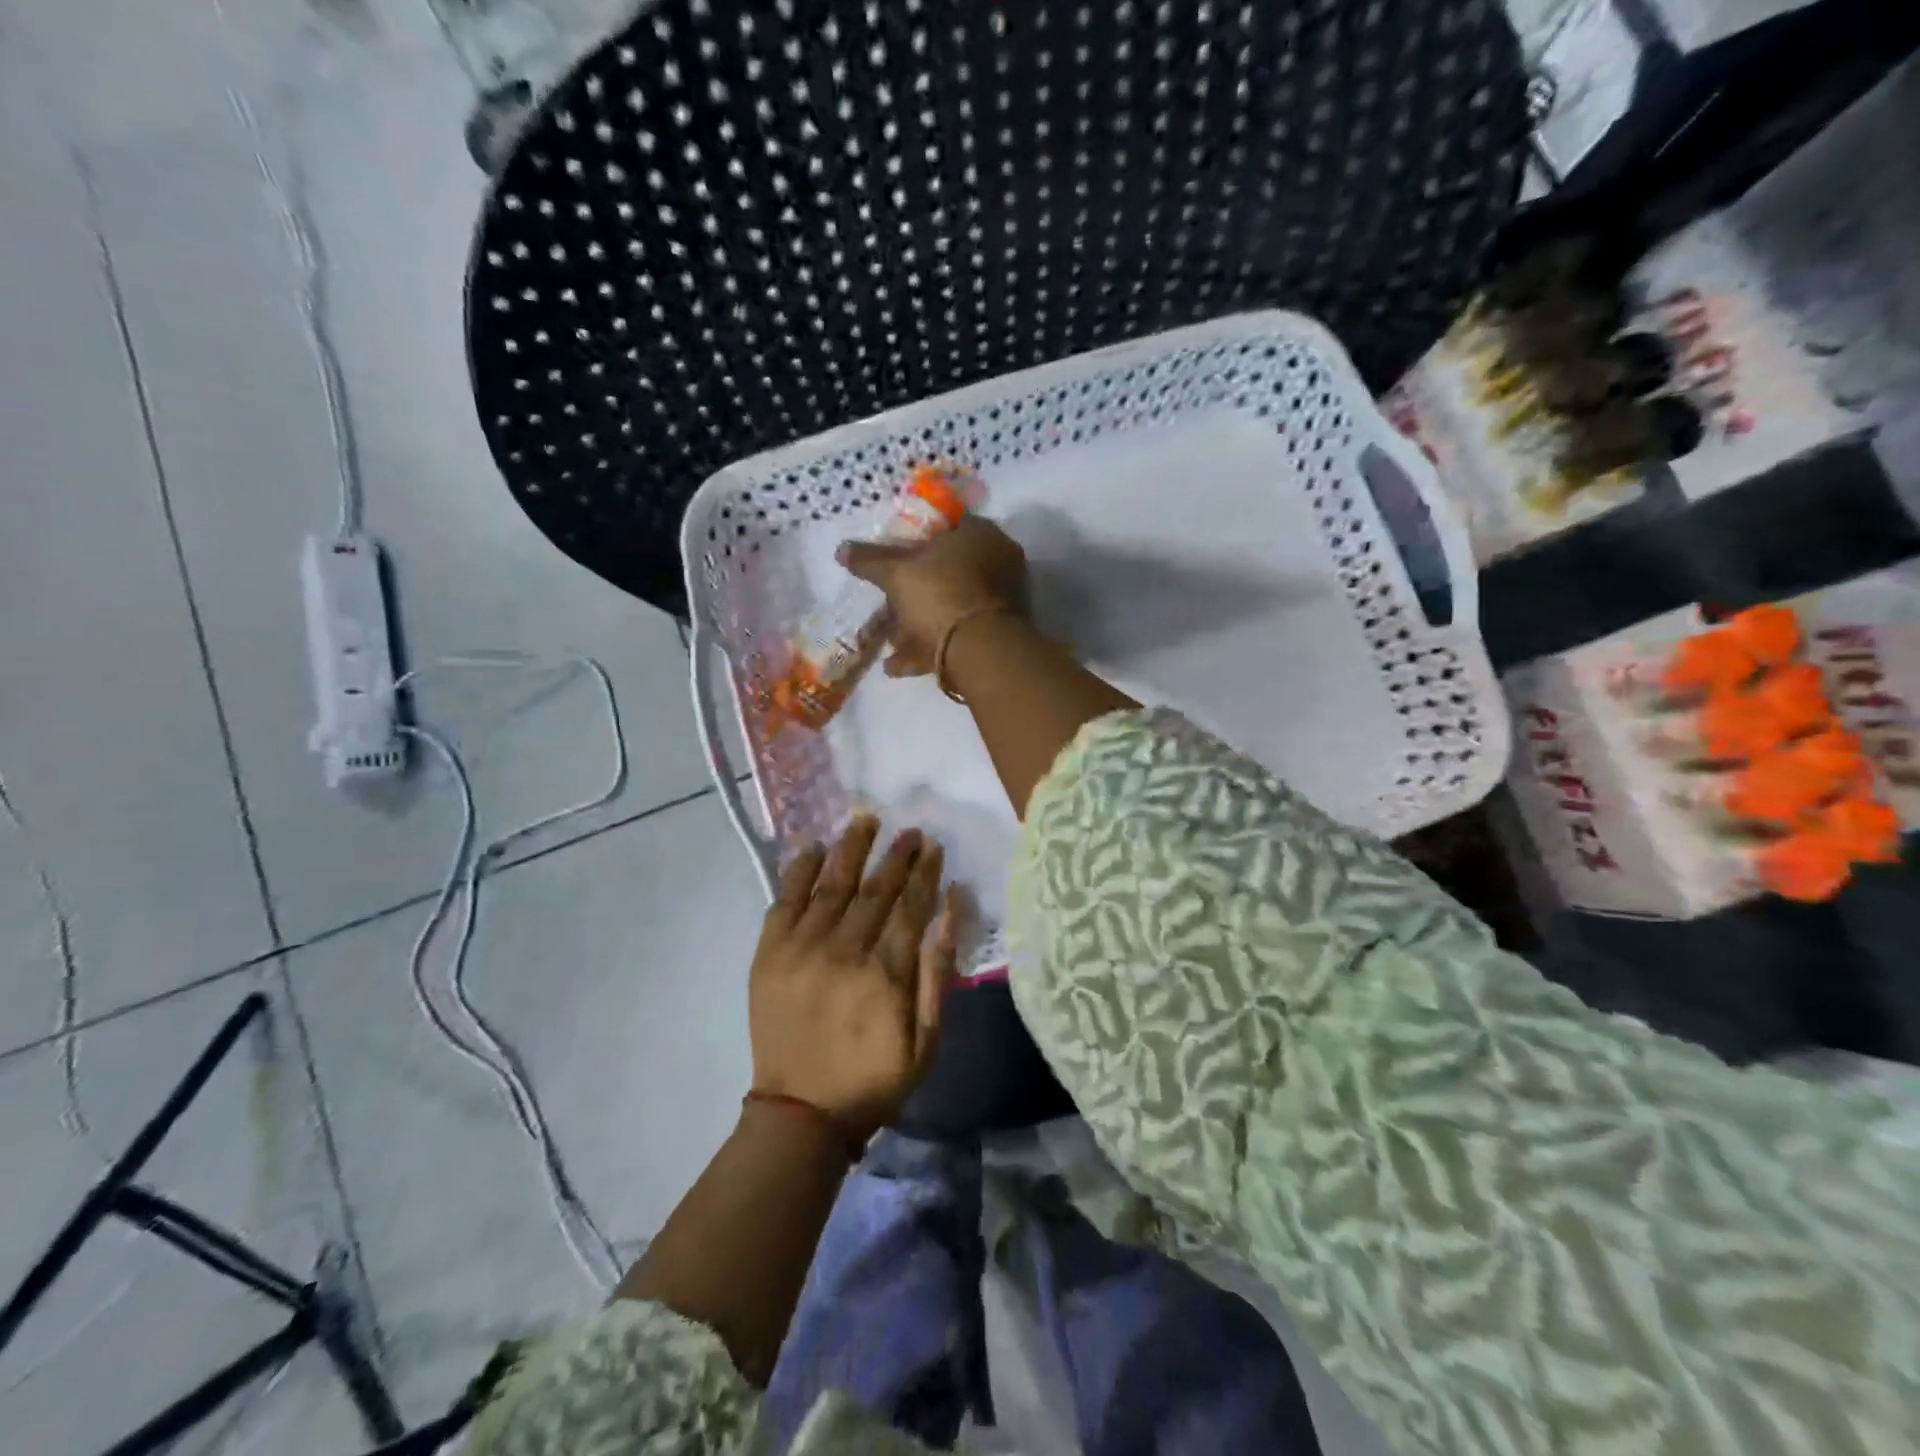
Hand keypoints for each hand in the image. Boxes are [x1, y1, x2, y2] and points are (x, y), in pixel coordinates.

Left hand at [749, 817, 957, 1144]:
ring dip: (851, 849)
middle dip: (895, 855)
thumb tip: (951, 911)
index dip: (924, 872)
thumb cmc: (872, 1080)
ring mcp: (802, 948)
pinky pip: (784, 900)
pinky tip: (813, 849)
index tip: (933, 846)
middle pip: (875, 889)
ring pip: (832, 884)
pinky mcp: (769, 954)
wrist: (799, 1114)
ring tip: (865, 820)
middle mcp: (844, 950)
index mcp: (886, 973)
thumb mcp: (926, 1041)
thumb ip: (938, 974)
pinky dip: (798, 871)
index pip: (911, 906)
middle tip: (909, 830)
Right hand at [840, 516, 1027, 677]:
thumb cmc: (940, 595)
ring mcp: (1000, 602)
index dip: (918, 540)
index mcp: (981, 535)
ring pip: (951, 608)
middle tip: (888, 604)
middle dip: (914, 592)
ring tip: (888, 641)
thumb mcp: (897, 574)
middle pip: (948, 572)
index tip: (895, 557)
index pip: (948, 526)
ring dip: (917, 625)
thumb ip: (870, 560)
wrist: (978, 652)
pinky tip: (895, 664)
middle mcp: (997, 564)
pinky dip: (927, 649)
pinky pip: (957, 637)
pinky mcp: (997, 636)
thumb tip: (841, 550)